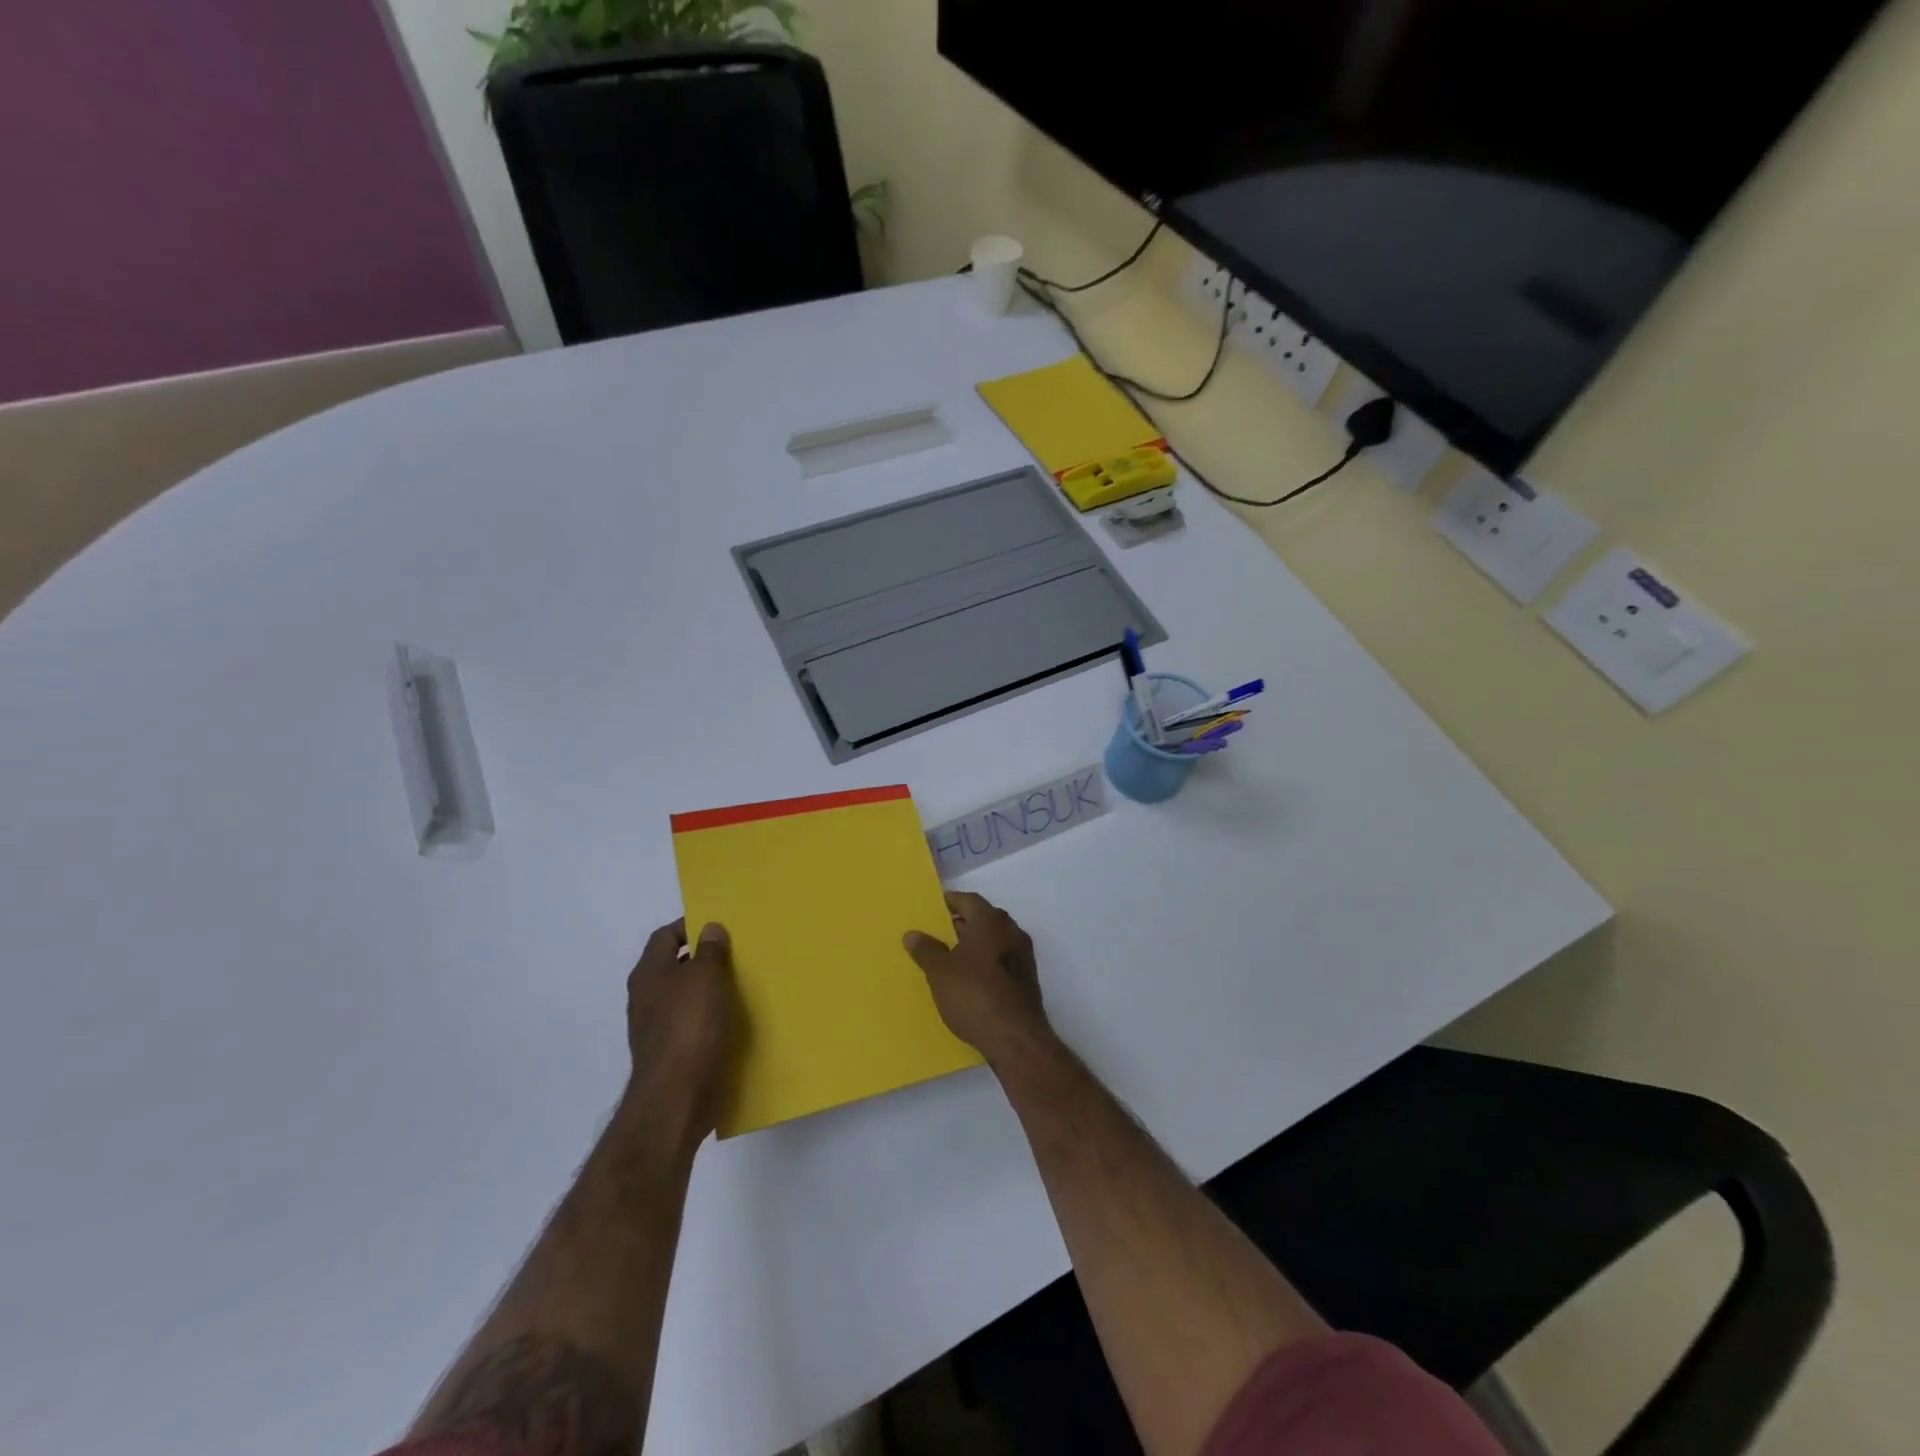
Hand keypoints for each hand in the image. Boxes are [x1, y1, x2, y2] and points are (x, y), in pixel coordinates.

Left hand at [624, 919, 736, 1155]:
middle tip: (738, 952)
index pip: (666, 936)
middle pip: (676, 965)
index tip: (722, 926)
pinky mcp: (673, 1052)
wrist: (677, 1096)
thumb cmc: (690, 1026)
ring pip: (686, 996)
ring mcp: (657, 1027)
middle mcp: (647, 997)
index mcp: (649, 973)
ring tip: (743, 983)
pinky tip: (734, 1019)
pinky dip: (711, 1017)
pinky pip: (693, 1023)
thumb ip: (709, 950)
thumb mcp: (706, 977)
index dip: (691, 926)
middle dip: (704, 958)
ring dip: (710, 989)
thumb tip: (710, 928)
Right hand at [904, 893, 1050, 1067]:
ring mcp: (1023, 955)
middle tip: (939, 932)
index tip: (935, 908)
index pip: (969, 900)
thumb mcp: (940, 972)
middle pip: (984, 918)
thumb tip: (913, 934)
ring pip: (994, 939)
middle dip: (962, 923)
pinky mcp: (1027, 978)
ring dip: (975, 943)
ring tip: (951, 956)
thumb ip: (926, 950)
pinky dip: (986, 961)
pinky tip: (970, 977)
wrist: (1015, 1036)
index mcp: (990, 921)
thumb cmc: (973, 994)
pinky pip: (1002, 958)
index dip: (951, 902)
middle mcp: (1011, 931)